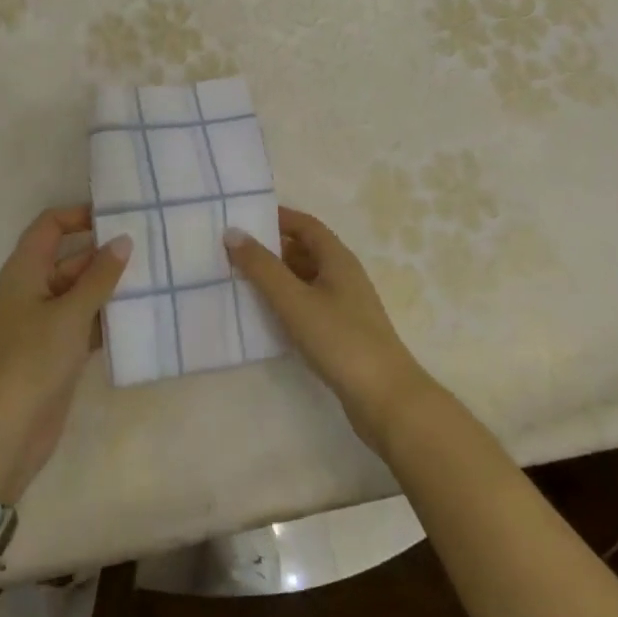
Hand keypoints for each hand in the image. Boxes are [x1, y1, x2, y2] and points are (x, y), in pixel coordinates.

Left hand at [0, 206, 131, 501]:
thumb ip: (99, 276)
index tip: (118, 215)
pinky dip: (106, 317)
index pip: (50, 226)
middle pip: (69, 257)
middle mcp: (32, 289)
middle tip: (150, 246)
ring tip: (154, 276)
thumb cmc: (33, 360)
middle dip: (104, 253)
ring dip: (110, 286)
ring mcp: (44, 321)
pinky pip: (85, 320)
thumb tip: (123, 241)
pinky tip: (140, 315)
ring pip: (80, 291)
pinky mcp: (57, 349)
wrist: (7, 431)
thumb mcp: (70, 313)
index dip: (79, 215)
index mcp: (24, 270)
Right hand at [225, 207, 435, 452]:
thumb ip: (262, 267)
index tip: (242, 218)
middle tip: (232, 251)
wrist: (385, 399)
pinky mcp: (342, 332)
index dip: (276, 218)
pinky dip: (285, 302)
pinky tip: (264, 315)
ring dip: (276, 276)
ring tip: (239, 280)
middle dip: (270, 247)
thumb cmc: (339, 340)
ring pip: (305, 279)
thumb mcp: (294, 300)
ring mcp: (345, 305)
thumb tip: (232, 232)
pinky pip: (308, 304)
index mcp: (337, 258)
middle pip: (304, 250)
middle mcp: (343, 275)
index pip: (305, 224)